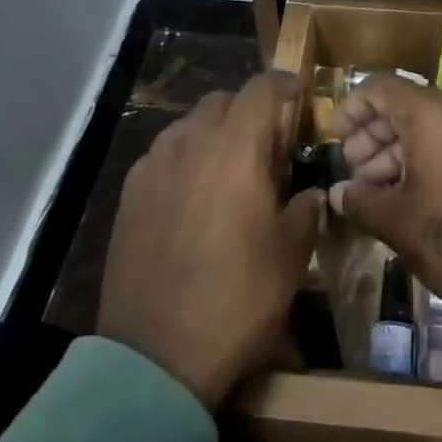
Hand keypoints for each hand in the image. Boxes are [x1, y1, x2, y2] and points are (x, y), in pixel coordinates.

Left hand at [98, 73, 324, 409]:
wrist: (156, 355)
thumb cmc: (237, 300)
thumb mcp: (290, 258)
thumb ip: (305, 211)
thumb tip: (311, 193)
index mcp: (236, 149)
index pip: (261, 89)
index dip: (283, 85)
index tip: (298, 97)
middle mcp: (191, 143)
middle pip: (222, 101)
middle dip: (248, 111)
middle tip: (267, 145)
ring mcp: (154, 166)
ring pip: (188, 125)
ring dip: (213, 133)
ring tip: (228, 170)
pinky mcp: (129, 194)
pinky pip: (162, 155)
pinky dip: (184, 159)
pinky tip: (191, 196)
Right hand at [327, 75, 441, 314]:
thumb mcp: (399, 222)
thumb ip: (362, 202)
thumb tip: (338, 193)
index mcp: (430, 115)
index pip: (380, 88)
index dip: (351, 108)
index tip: (332, 138)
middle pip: (404, 107)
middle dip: (371, 135)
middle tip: (352, 170)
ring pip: (429, 130)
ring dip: (395, 153)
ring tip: (375, 191)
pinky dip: (424, 163)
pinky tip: (410, 200)